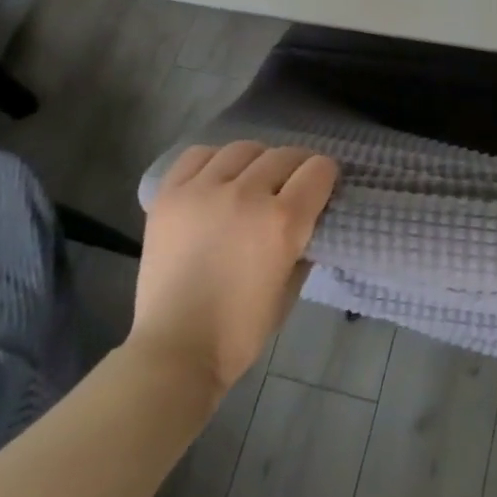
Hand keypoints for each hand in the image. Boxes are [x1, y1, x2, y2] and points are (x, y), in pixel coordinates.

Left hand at [128, 141, 338, 393]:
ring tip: (251, 180)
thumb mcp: (291, 287)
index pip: (319, 170)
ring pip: (243, 149)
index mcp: (283, 221)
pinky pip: (198, 156)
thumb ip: (303, 244)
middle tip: (290, 187)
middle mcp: (247, 194)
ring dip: (257, 161)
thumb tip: (306, 219)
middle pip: (284, 155)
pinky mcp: (171, 194)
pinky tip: (216, 179)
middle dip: (296, 167)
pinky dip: (214, 161)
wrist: (176, 348)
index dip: (326, 176)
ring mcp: (204, 190)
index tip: (321, 188)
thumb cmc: (241, 329)